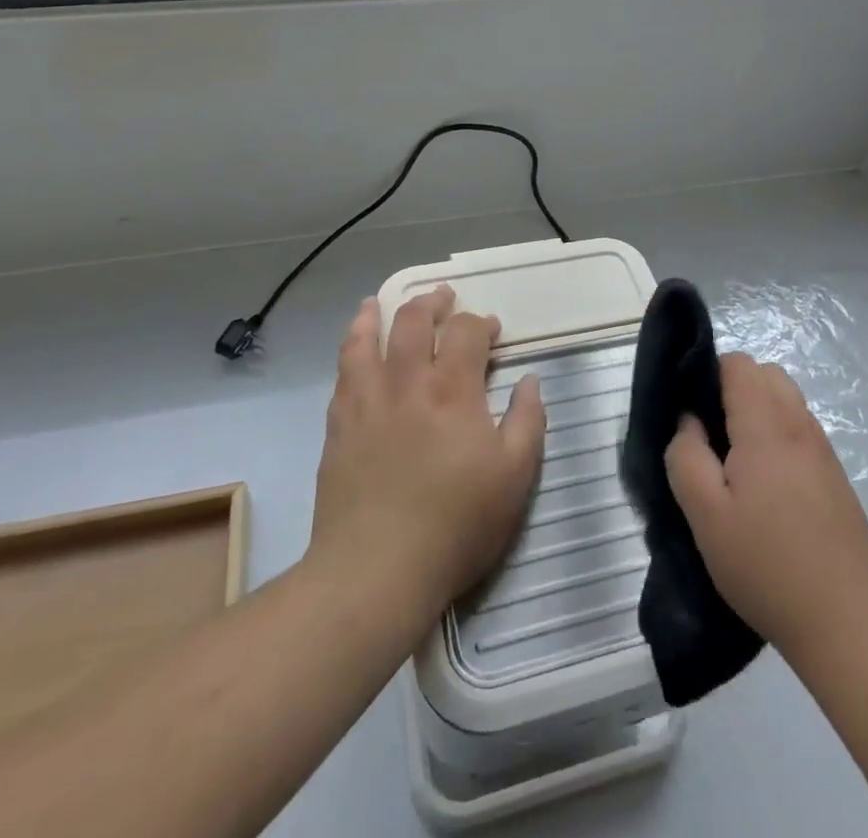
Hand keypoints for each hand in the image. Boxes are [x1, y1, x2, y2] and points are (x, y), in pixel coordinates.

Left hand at [308, 287, 545, 619]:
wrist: (376, 570)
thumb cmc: (456, 523)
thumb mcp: (515, 476)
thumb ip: (528, 420)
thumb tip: (529, 380)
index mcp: (453, 388)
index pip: (466, 331)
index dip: (480, 323)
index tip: (491, 332)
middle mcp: (407, 381)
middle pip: (413, 319)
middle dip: (432, 302)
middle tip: (444, 298)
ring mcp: (367, 400)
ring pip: (366, 336)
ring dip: (377, 312)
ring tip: (380, 302)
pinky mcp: (339, 424)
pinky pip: (342, 370)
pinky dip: (350, 346)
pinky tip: (355, 346)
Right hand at [665, 352, 867, 658]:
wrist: (851, 625)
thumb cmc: (767, 566)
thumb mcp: (705, 515)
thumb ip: (686, 455)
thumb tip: (689, 421)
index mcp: (767, 425)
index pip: (737, 363)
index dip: (707, 376)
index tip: (690, 416)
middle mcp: (800, 425)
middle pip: (764, 374)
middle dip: (732, 391)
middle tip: (710, 440)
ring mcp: (823, 451)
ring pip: (784, 402)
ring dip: (755, 414)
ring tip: (735, 467)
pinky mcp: (835, 477)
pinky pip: (799, 431)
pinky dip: (776, 438)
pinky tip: (765, 491)